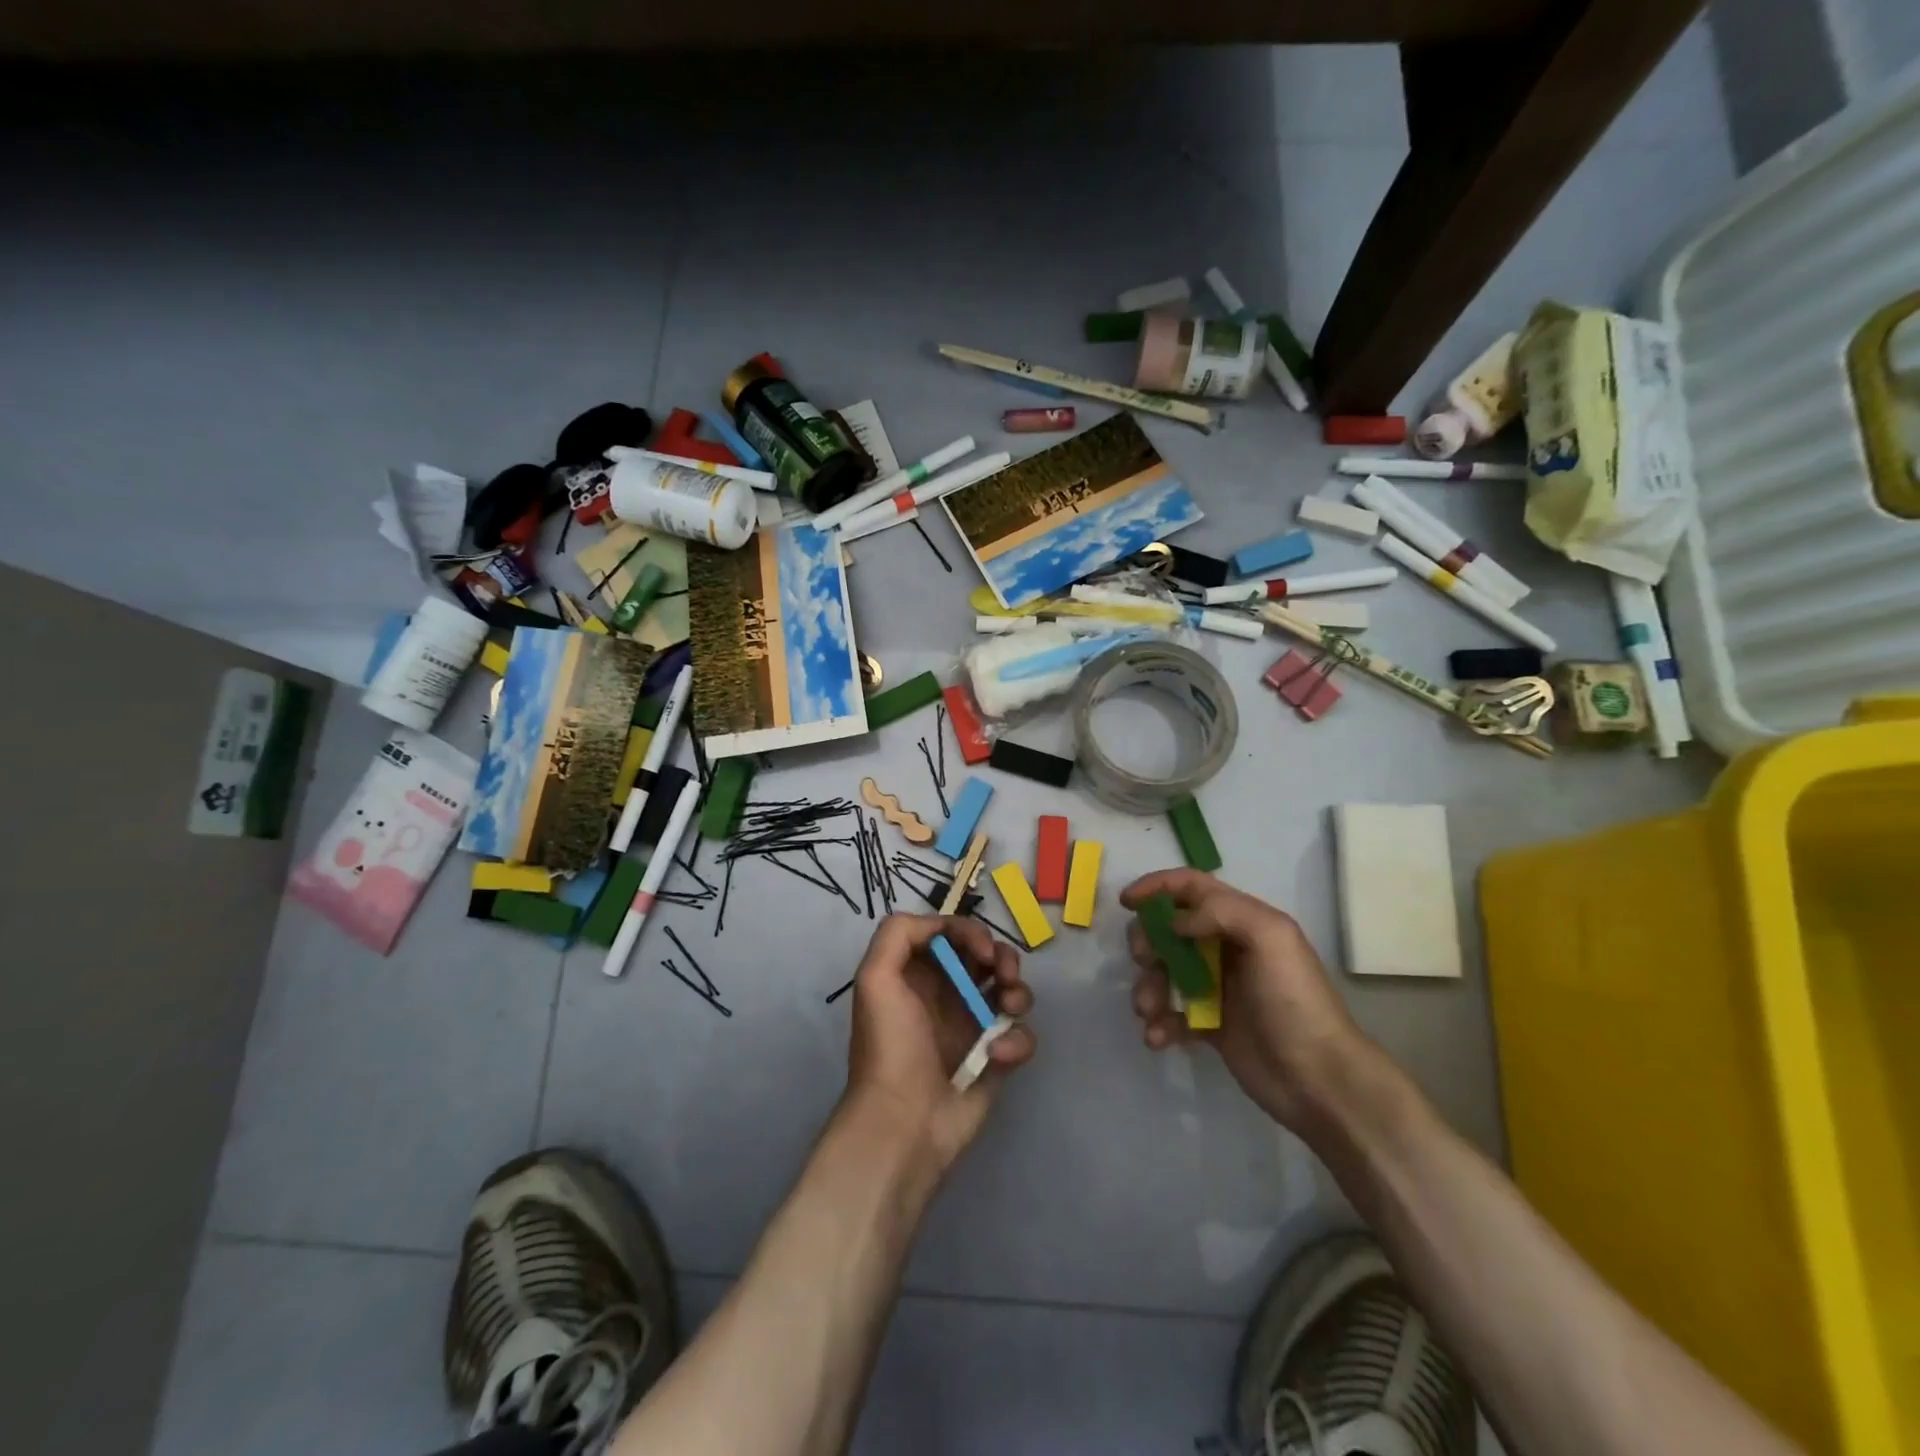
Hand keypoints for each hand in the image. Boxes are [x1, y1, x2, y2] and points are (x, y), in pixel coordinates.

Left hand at [844, 914, 1035, 1172]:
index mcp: (917, 974)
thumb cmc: (889, 1045)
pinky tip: (998, 1057)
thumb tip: (941, 926)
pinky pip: (1020, 1035)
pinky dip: (1017, 1041)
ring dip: (1018, 992)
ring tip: (1009, 1009)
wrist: (904, 1123)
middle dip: (1003, 958)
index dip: (971, 933)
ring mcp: (973, 1027)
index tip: (982, 951)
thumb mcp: (875, 978)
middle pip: (987, 957)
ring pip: (1010, 991)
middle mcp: (946, 995)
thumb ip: (898, 934)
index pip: (952, 935)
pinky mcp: (995, 1060)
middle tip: (1003, 975)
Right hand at [1121, 869, 1367, 1133]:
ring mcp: (1215, 987)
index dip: (1157, 887)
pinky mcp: (1208, 1025)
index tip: (1127, 902)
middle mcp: (1225, 947)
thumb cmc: (1294, 1001)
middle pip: (1169, 929)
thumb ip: (1220, 912)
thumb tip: (1175, 922)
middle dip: (1148, 941)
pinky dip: (1157, 1022)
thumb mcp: (1270, 938)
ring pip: (1163, 972)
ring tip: (1149, 1011)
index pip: (1192, 887)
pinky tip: (1158, 1038)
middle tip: (1146, 961)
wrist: (1319, 1079)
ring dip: (1148, 988)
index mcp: (1243, 921)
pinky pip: (1169, 1014)